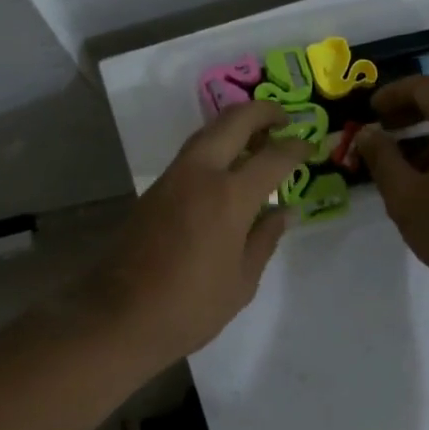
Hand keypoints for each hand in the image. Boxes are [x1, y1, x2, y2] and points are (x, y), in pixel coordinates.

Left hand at [85, 101, 312, 368]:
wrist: (119, 317)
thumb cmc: (190, 307)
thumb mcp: (242, 281)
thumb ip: (265, 240)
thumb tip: (284, 212)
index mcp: (229, 196)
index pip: (273, 157)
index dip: (296, 147)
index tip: (310, 145)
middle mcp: (199, 174)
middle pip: (233, 121)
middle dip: (263, 112)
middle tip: (284, 118)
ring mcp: (172, 179)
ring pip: (207, 133)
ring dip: (234, 126)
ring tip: (258, 138)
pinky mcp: (153, 191)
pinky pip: (191, 155)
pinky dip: (214, 147)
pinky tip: (227, 167)